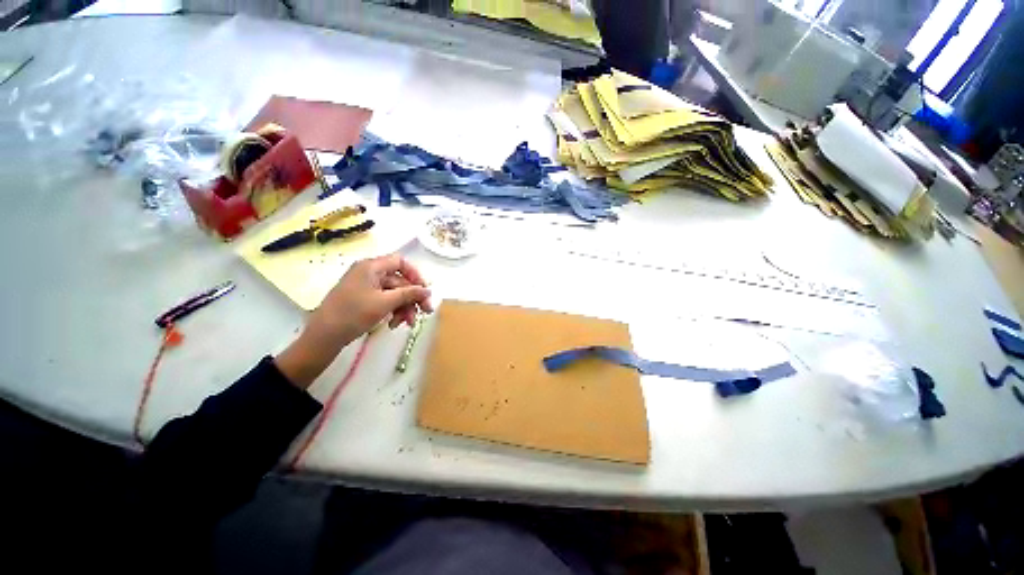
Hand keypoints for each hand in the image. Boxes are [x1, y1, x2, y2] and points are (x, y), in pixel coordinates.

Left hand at [275, 253, 432, 387]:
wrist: (323, 336)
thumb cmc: (353, 314)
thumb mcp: (385, 303)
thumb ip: (409, 294)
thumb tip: (428, 290)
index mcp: (371, 267)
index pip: (400, 262)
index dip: (415, 275)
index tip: (424, 290)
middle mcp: (369, 273)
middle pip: (400, 281)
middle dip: (412, 298)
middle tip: (425, 312)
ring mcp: (366, 287)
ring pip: (395, 293)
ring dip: (404, 307)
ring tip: (407, 323)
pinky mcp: (364, 299)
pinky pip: (386, 301)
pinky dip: (393, 311)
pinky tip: (394, 324)